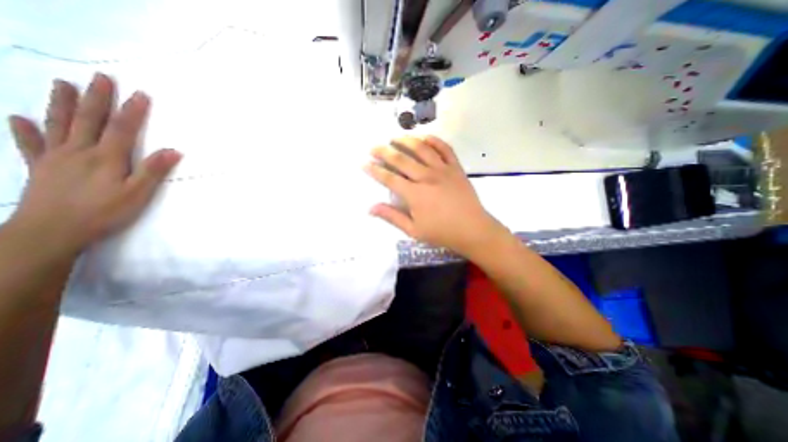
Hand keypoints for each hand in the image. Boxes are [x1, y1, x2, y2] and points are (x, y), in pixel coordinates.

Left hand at [5, 74, 181, 256]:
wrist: (53, 230)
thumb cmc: (104, 212)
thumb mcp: (138, 194)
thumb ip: (153, 170)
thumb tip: (174, 151)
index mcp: (106, 158)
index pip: (122, 129)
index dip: (132, 111)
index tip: (140, 93)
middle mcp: (79, 151)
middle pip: (89, 120)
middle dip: (97, 98)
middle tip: (100, 78)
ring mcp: (55, 157)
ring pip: (59, 124)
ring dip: (62, 104)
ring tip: (62, 84)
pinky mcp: (39, 167)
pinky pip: (30, 144)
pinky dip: (24, 130)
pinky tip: (18, 118)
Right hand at [365, 137, 508, 256]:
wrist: (473, 230)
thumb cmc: (442, 232)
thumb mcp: (414, 230)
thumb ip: (392, 217)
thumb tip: (371, 208)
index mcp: (415, 194)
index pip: (389, 178)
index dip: (374, 170)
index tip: (364, 163)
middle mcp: (426, 177)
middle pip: (401, 159)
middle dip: (384, 151)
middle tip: (373, 147)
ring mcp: (443, 170)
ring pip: (421, 148)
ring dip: (406, 140)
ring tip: (394, 138)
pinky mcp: (456, 168)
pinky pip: (445, 148)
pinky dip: (434, 140)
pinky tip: (424, 137)